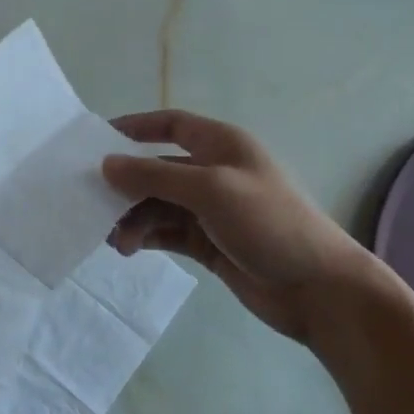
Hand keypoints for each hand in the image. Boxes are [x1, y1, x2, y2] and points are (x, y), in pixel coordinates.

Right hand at [102, 109, 402, 348]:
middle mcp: (215, 173)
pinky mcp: (210, 244)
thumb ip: (154, 176)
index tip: (98, 140)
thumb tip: (106, 164)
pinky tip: (130, 248)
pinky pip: (167, 232)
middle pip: (158, 169)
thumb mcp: (210, 190)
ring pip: (159, 205)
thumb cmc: (269, 223)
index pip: (172, 124)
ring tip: (117, 240)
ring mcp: (212, 211)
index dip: (136, 127)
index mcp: (222, 145)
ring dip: (134, 217)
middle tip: (94, 203)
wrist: (318, 289)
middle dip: (127, 184)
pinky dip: (147, 236)